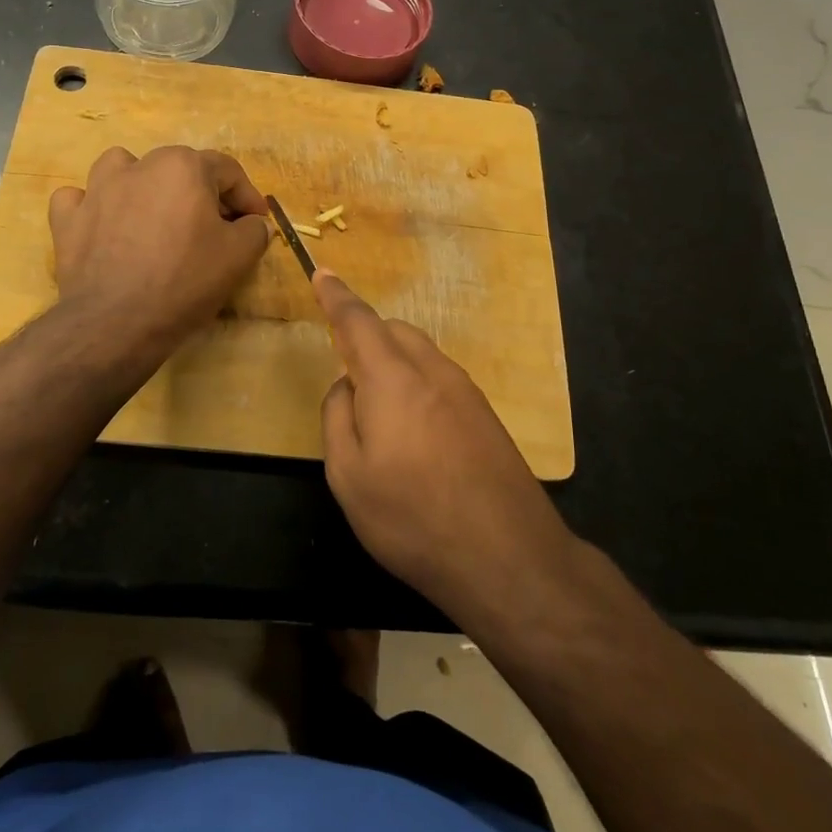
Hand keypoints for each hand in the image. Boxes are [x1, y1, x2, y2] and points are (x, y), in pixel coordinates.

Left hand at [49, 146, 270, 357]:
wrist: (117, 323)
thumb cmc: (185, 281)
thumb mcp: (238, 257)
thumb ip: (254, 230)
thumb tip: (253, 224)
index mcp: (183, 167)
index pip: (227, 170)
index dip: (248, 197)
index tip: (257, 222)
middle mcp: (139, 166)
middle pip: (178, 168)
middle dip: (201, 193)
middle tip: (215, 228)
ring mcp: (97, 190)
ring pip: (123, 169)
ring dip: (141, 184)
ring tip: (153, 214)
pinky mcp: (67, 220)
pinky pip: (78, 200)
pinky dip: (91, 208)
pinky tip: (103, 226)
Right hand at [314, 272, 573, 620]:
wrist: (509, 557)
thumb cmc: (413, 518)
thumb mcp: (348, 476)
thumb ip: (337, 418)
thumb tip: (346, 386)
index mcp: (392, 378)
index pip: (358, 321)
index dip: (336, 296)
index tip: (322, 274)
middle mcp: (432, 371)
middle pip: (394, 331)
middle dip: (366, 334)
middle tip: (346, 367)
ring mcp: (466, 391)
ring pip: (421, 352)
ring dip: (394, 359)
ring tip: (380, 408)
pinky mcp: (486, 415)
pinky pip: (441, 377)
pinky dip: (417, 381)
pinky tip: (416, 429)